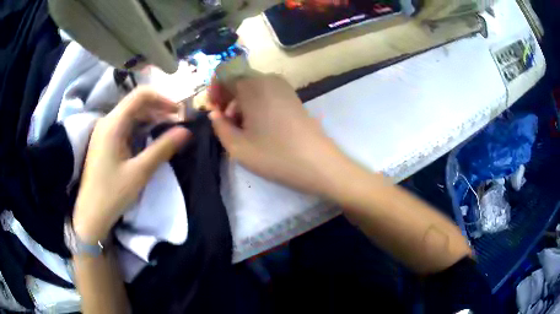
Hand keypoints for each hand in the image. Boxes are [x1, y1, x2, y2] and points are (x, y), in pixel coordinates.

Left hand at [73, 87, 190, 243]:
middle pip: (136, 104)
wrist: (90, 214)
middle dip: (159, 109)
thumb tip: (186, 131)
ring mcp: (105, 132)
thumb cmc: (112, 194)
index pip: (140, 95)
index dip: (163, 98)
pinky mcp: (105, 142)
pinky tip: (150, 141)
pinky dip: (141, 129)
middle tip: (178, 124)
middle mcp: (107, 122)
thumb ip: (162, 148)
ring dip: (151, 120)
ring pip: (132, 115)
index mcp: (113, 124)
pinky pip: (126, 128)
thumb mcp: (139, 172)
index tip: (179, 112)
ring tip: (168, 132)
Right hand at [208, 74, 344, 194]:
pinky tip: (258, 127)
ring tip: (242, 130)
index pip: (224, 75)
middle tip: (225, 124)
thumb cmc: (275, 155)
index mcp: (252, 85)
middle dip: (227, 99)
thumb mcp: (237, 147)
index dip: (213, 90)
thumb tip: (215, 113)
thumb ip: (219, 126)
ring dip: (241, 104)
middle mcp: (268, 79)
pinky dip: (255, 105)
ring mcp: (283, 87)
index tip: (212, 110)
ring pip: (252, 88)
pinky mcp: (292, 97)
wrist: (318, 163)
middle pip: (238, 80)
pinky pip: (266, 93)